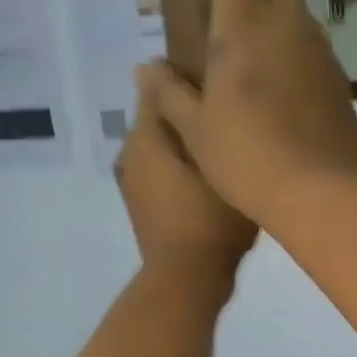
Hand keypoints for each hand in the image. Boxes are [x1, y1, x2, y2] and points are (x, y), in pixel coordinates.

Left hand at [116, 79, 257, 278]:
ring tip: (220, 149)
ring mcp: (132, 182)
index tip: (218, 87)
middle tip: (226, 120)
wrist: (188, 279)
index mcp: (145, 136)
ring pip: (160, 146)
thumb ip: (193, 118)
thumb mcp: (215, 164)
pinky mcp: (142, 206)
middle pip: (159, 117)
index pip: (156, 85)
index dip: (187, 79)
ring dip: (184, 144)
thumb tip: (163, 76)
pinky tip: (206, 180)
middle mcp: (130, 152)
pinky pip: (160, 172)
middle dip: (187, 114)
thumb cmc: (211, 220)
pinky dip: (178, 169)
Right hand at [141, 0, 356, 228]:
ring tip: (254, 69)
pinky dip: (298, 58)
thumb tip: (147, 69)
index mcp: (245, 22)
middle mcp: (289, 24)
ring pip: (300, 12)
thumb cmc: (248, 158)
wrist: (321, 194)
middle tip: (227, 27)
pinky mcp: (342, 83)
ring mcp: (322, 52)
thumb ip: (169, 93)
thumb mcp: (195, 131)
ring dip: (277, 22)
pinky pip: (317, 51)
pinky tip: (283, 100)